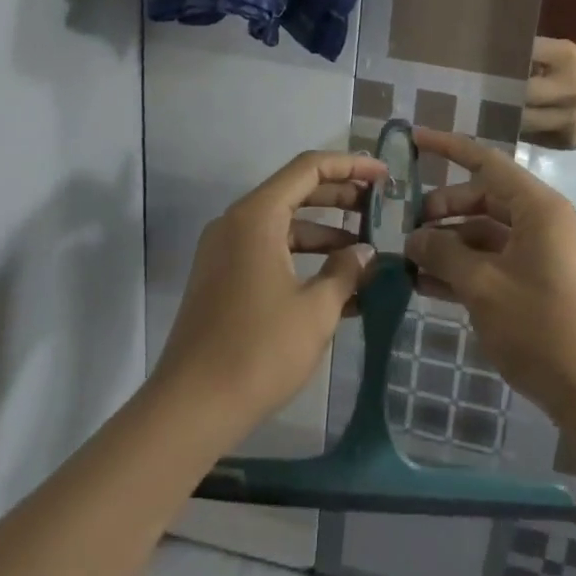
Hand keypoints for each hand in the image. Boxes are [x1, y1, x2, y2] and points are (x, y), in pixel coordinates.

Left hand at [154, 151, 386, 433]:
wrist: (190, 408)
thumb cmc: (258, 350)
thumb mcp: (316, 310)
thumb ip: (346, 272)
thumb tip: (365, 253)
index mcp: (256, 216)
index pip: (309, 168)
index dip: (350, 166)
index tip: (384, 176)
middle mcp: (236, 223)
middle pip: (296, 192)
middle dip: (341, 199)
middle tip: (380, 210)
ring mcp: (226, 252)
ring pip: (284, 225)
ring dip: (325, 235)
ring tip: (365, 253)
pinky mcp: (223, 279)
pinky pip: (270, 252)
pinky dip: (303, 259)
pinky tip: (337, 285)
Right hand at [403, 129, 575, 425]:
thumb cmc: (540, 327)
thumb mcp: (483, 287)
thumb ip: (444, 253)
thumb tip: (414, 236)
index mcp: (537, 208)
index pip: (486, 162)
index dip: (448, 148)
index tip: (412, 140)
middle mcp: (541, 221)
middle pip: (482, 198)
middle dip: (441, 210)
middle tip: (401, 228)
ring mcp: (540, 253)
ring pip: (484, 232)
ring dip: (447, 243)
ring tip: (405, 258)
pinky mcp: (536, 282)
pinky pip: (493, 261)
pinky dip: (463, 267)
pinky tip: (425, 284)